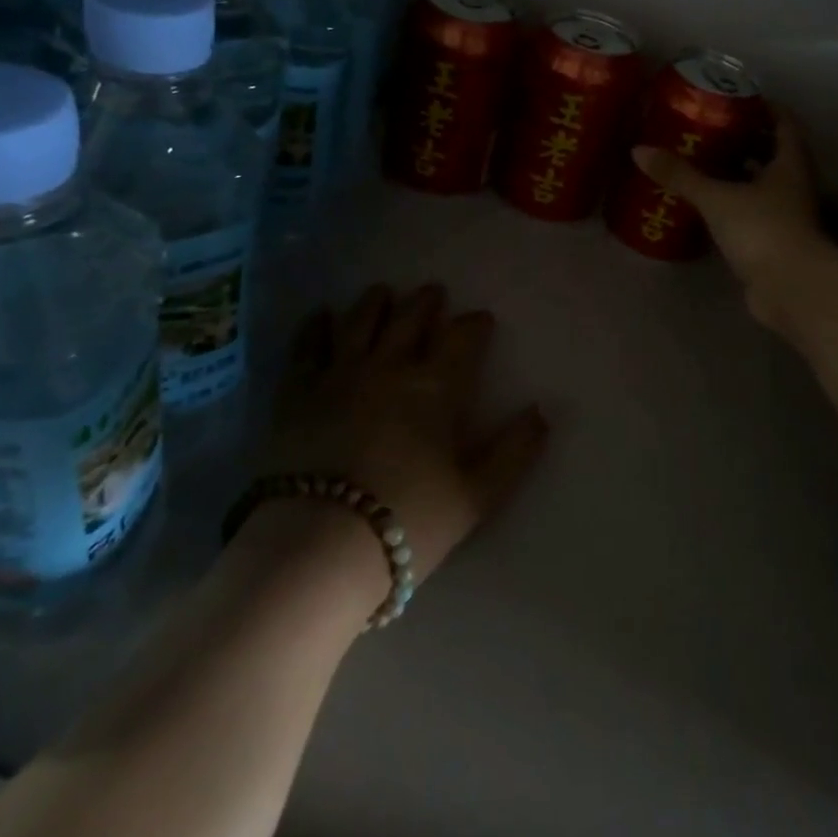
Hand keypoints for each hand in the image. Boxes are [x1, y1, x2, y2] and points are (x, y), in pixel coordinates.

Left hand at [252, 283, 547, 597]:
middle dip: (425, 302)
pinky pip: (306, 347)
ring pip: (359, 322)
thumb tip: (540, 413)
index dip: (474, 325)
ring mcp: (338, 375)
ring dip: (375, 303)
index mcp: (435, 387)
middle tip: (433, 291)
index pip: (461, 339)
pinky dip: (314, 326)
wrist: (319, 545)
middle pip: (409, 320)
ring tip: (383, 291)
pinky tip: (320, 314)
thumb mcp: (477, 495)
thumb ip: (514, 451)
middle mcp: (388, 367)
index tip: (481, 319)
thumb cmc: (408, 519)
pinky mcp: (296, 393)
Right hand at [632, 109, 829, 328]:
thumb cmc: (763, 229)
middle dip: (745, 141)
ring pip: (762, 186)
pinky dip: (732, 206)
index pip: (785, 124)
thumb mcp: (717, 198)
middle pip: (773, 154)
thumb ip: (681, 175)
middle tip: (710, 129)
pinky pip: (750, 214)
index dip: (766, 107)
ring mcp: (785, 216)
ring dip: (738, 174)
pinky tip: (705, 205)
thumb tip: (638, 150)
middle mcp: (793, 186)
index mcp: (790, 164)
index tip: (738, 97)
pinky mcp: (772, 243)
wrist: (791, 289)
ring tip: (702, 163)